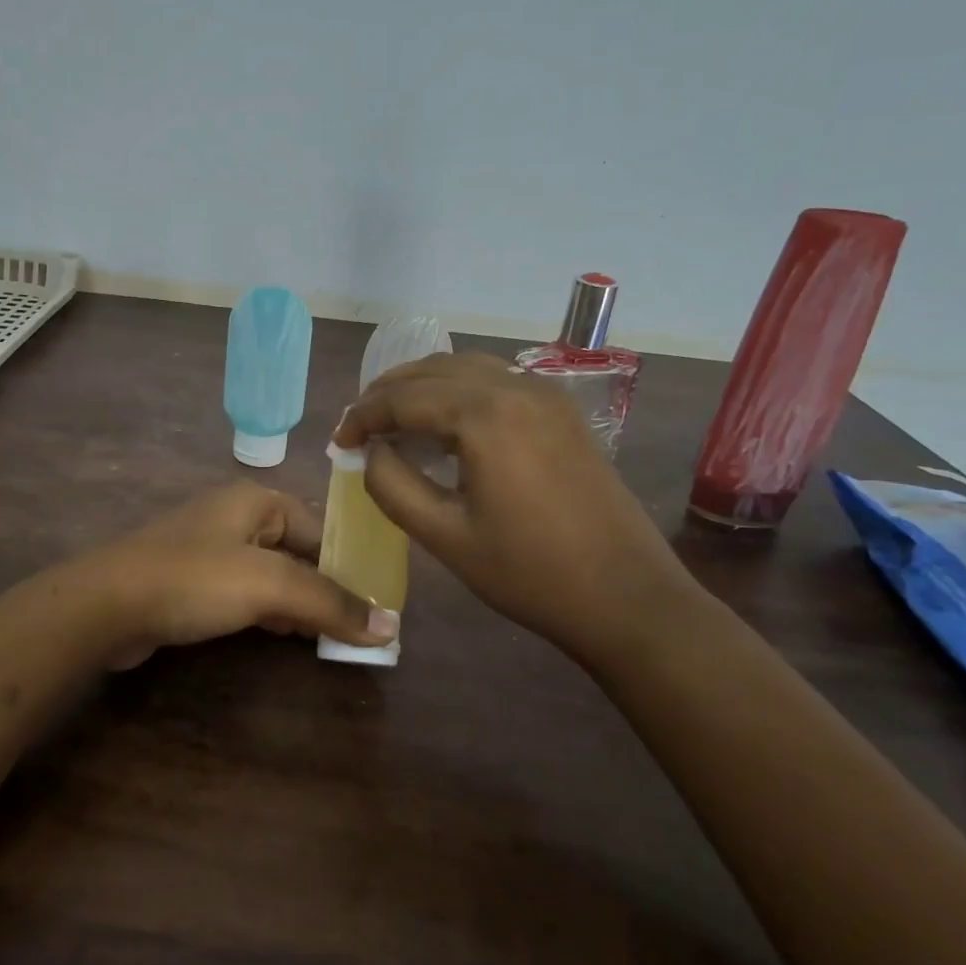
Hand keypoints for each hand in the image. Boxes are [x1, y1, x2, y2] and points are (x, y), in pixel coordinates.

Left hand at [83, 483, 397, 668]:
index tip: (380, 603)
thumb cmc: (193, 579)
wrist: (106, 605)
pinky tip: (285, 636)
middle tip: (361, 626)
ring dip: (300, 604)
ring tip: (333, 636)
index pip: (321, 529)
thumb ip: (330, 602)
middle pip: (299, 551)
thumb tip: (390, 626)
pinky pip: (245, 593)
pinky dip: (269, 612)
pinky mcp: (193, 581)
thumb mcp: (269, 585)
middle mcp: (236, 517)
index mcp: (257, 501)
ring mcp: (211, 549)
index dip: (352, 565)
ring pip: (273, 575)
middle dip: (327, 587)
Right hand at [333, 351, 704, 670]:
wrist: (627, 597)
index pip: (403, 397)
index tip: (338, 442)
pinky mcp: (562, 410)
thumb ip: (392, 485)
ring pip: (465, 367)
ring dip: (422, 386)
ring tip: (393, 420)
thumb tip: (370, 451)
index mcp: (485, 415)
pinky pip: (495, 380)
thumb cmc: (530, 573)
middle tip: (359, 427)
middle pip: (432, 370)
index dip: (363, 416)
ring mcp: (546, 394)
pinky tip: (445, 425)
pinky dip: (457, 391)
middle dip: (387, 393)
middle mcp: (516, 386)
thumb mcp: (445, 536)